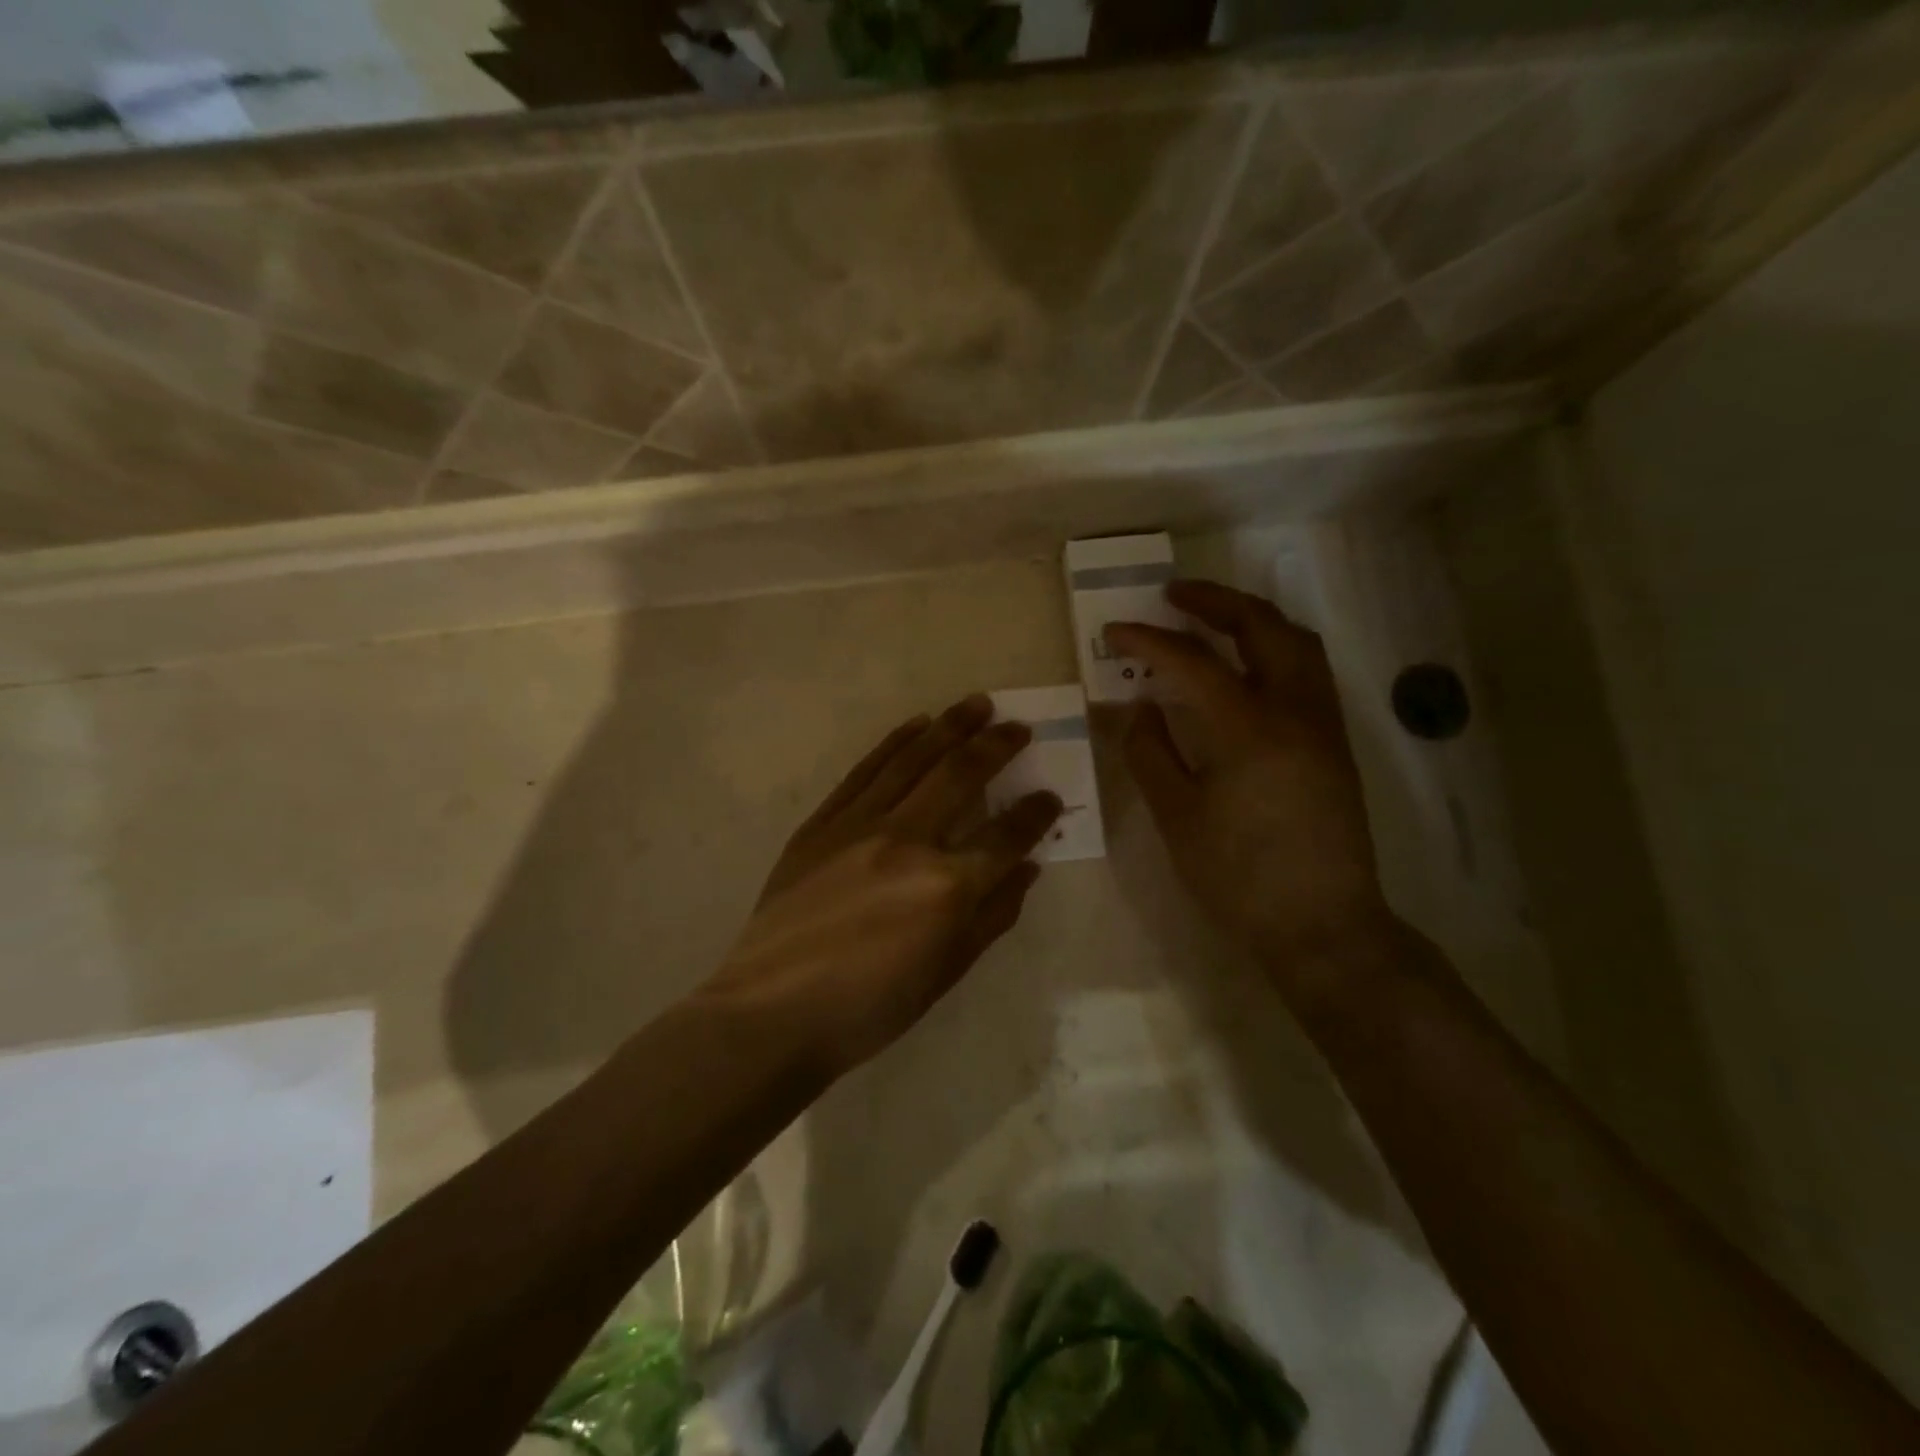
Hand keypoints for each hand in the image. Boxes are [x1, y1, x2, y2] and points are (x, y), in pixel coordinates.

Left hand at [702, 695, 1061, 1077]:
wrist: (773, 1009)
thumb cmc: (868, 1007)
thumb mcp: (945, 973)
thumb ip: (992, 917)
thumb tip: (1026, 870)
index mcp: (947, 887)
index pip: (1007, 837)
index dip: (1036, 814)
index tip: (1051, 796)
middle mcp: (908, 841)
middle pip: (961, 777)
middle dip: (997, 746)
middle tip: (1018, 726)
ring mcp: (860, 825)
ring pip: (914, 760)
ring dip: (950, 727)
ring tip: (976, 704)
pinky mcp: (823, 822)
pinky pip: (866, 771)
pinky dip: (895, 743)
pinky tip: (916, 725)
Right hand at [1107, 580, 1396, 995]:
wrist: (1321, 926)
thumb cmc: (1238, 877)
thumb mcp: (1177, 816)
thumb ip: (1151, 752)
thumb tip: (1140, 707)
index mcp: (1247, 727)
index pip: (1191, 661)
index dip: (1148, 640)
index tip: (1114, 631)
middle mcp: (1294, 710)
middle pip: (1261, 627)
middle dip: (1214, 602)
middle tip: (1174, 595)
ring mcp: (1323, 725)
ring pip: (1296, 643)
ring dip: (1253, 619)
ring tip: (1215, 620)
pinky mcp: (1336, 745)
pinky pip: (1309, 671)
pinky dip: (1276, 649)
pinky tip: (1249, 668)